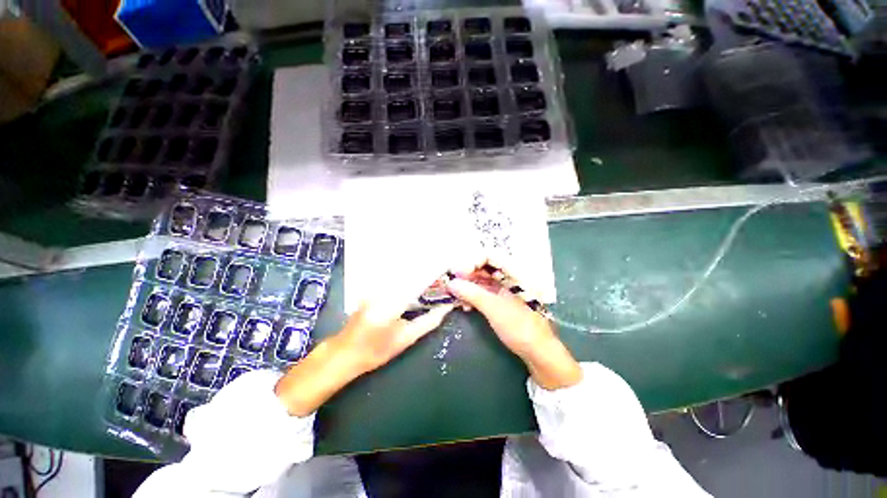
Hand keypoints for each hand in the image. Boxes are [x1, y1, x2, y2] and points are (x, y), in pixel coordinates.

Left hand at [276, 269, 454, 416]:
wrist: (344, 353)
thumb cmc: (375, 350)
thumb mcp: (405, 339)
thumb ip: (428, 322)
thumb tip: (445, 309)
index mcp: (392, 301)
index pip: (418, 280)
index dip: (434, 274)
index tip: (447, 271)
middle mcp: (383, 289)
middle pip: (411, 273)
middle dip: (428, 272)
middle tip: (443, 275)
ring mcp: (376, 287)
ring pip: (402, 274)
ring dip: (418, 274)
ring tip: (433, 277)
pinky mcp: (373, 289)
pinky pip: (395, 278)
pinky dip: (408, 278)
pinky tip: (416, 282)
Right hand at [447, 274, 581, 390]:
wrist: (539, 352)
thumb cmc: (520, 328)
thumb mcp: (494, 309)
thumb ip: (473, 293)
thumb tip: (451, 283)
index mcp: (515, 273)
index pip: (490, 256)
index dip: (472, 261)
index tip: (457, 273)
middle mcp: (510, 276)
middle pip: (485, 266)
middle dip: (467, 274)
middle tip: (452, 283)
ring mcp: (506, 288)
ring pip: (483, 279)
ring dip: (468, 286)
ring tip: (457, 295)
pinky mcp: (502, 300)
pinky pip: (485, 291)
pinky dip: (474, 296)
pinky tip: (465, 305)